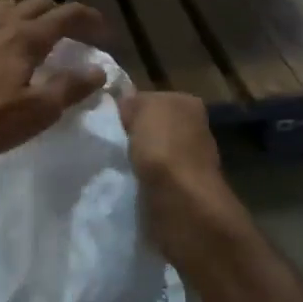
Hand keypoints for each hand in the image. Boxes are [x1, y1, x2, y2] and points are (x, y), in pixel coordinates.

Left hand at [0, 0, 108, 162]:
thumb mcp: (35, 112)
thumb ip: (70, 88)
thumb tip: (99, 70)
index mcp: (26, 37)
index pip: (68, 14)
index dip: (90, 19)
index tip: (104, 32)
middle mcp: (1, 21)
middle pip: (39, 3)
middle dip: (61, 15)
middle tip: (72, 36)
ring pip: (8, 5)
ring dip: (28, 15)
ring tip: (32, 37)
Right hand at [118, 91, 247, 264]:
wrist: (180, 202)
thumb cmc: (163, 146)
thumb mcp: (143, 107)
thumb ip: (134, 101)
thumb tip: (127, 103)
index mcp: (189, 104)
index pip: (153, 99)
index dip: (131, 109)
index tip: (109, 121)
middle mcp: (195, 130)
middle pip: (155, 127)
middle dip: (136, 136)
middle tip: (107, 144)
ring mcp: (191, 163)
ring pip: (154, 155)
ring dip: (138, 161)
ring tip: (113, 167)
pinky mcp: (182, 192)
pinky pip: (154, 180)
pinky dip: (142, 183)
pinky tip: (126, 185)